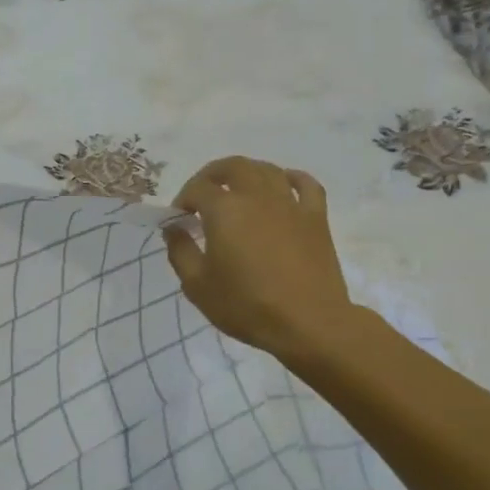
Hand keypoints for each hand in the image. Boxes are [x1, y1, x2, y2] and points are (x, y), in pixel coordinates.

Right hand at [162, 157, 356, 366]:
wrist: (308, 323)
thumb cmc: (246, 306)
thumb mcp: (197, 285)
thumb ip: (180, 251)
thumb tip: (173, 228)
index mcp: (225, 210)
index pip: (197, 189)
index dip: (183, 199)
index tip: (179, 220)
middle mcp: (257, 197)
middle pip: (233, 166)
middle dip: (212, 175)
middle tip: (202, 194)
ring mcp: (290, 204)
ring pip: (267, 170)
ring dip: (247, 173)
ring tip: (236, 189)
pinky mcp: (316, 217)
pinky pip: (307, 185)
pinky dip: (292, 178)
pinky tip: (283, 185)